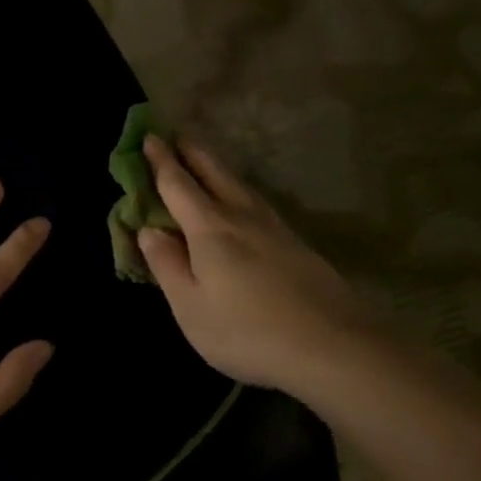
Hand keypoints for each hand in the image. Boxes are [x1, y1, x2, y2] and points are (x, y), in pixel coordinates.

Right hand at [138, 136, 372, 395]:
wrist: (332, 346)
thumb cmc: (247, 331)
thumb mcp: (190, 306)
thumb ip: (167, 265)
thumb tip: (148, 230)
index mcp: (209, 229)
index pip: (177, 185)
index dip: (160, 161)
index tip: (149, 137)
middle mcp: (241, 216)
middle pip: (213, 173)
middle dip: (191, 152)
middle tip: (176, 134)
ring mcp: (274, 228)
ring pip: (239, 185)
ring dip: (216, 167)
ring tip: (204, 161)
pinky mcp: (296, 244)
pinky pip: (256, 202)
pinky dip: (237, 189)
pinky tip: (241, 200)